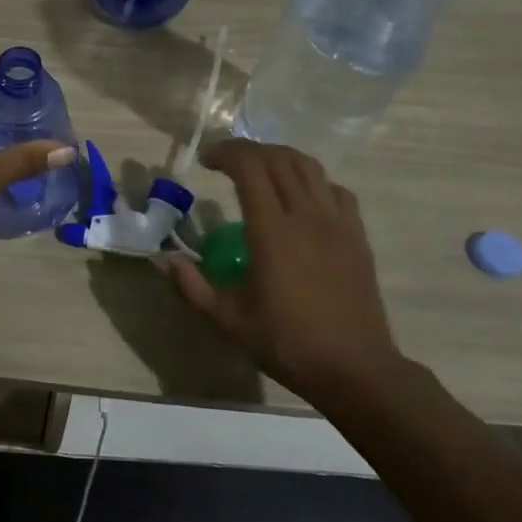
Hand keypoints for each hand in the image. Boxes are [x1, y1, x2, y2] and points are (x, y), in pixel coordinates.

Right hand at [164, 141, 400, 396]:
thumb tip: (164, 259)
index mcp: (273, 232)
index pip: (250, 167)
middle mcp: (307, 216)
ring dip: (279, 158)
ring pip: (309, 167)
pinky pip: (335, 190)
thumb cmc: (289, 344)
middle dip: (248, 150)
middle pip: (278, 159)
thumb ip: (192, 286)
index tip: (206, 161)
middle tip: (226, 162)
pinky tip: (301, 198)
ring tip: (260, 170)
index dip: (226, 153)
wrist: (356, 370)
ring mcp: (337, 223)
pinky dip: (312, 181)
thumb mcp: (229, 321)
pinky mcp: (357, 235)